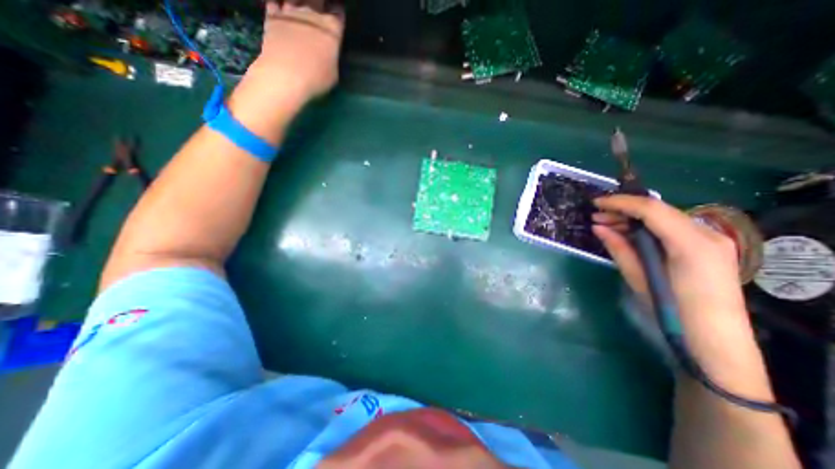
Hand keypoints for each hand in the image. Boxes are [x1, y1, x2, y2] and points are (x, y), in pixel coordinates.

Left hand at [250, 0, 347, 104]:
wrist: (286, 75)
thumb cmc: (316, 78)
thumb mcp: (334, 73)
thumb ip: (332, 57)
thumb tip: (329, 53)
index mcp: (331, 29)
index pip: (338, 13)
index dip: (338, 14)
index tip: (337, 17)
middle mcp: (312, 14)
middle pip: (317, 0)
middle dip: (320, 5)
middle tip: (320, 12)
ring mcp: (290, 12)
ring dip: (299, 4)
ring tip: (301, 11)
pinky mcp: (272, 16)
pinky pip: (275, 3)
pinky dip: (279, 6)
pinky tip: (281, 11)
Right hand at [590, 197, 761, 378]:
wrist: (714, 339)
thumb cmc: (672, 310)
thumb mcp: (639, 277)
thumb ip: (619, 247)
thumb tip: (598, 227)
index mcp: (691, 243)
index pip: (651, 209)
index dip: (620, 202)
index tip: (596, 203)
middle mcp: (706, 234)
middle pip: (659, 210)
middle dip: (624, 209)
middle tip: (596, 216)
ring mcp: (710, 240)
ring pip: (664, 217)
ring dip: (634, 218)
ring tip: (606, 224)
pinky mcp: (707, 247)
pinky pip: (671, 228)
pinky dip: (647, 227)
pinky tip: (627, 233)